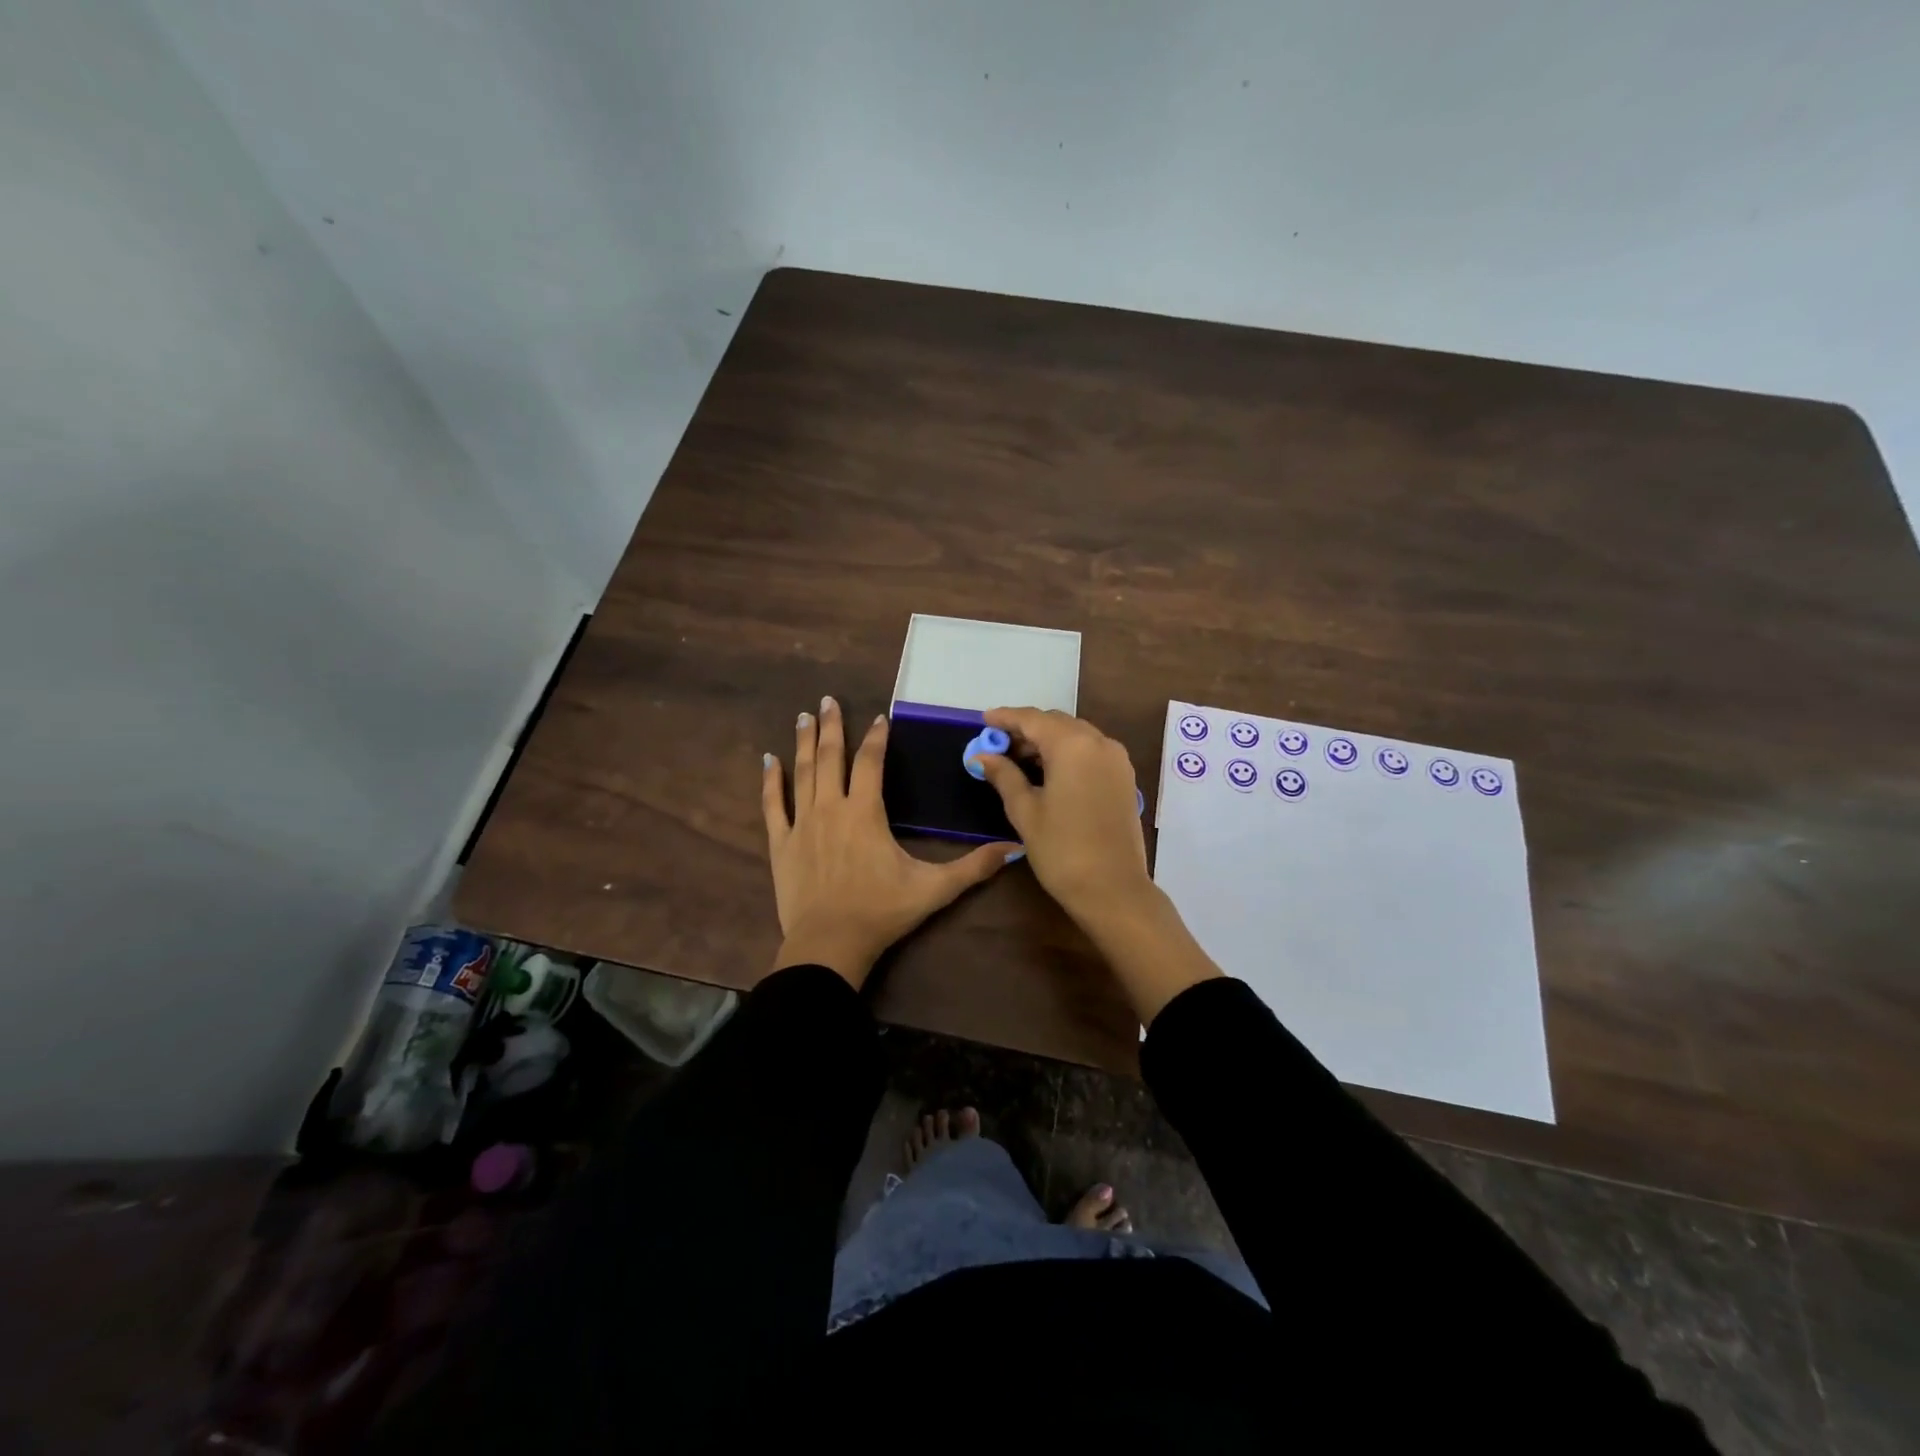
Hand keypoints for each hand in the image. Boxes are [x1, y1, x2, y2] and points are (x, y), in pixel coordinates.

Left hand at [762, 697, 1018, 988]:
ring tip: (804, 717)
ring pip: (803, 773)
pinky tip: (769, 760)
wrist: (830, 944)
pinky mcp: (781, 844)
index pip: (871, 762)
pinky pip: (773, 805)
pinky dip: (771, 781)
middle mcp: (831, 808)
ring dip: (805, 743)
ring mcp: (802, 824)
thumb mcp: (934, 889)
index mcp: (865, 812)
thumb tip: (1012, 848)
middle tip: (827, 700)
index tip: (880, 719)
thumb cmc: (882, 912)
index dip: (877, 738)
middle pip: (831, 757)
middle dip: (832, 726)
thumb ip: (973, 867)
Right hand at [970, 708, 1151, 927]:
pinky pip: (1091, 751)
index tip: (984, 720)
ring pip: (1075, 736)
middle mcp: (1099, 743)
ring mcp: (1116, 760)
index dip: (1006, 718)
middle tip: (998, 745)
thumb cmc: (1062, 850)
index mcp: (1072, 746)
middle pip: (1056, 723)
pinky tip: (1048, 772)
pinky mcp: (1124, 777)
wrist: (1113, 889)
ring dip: (1047, 741)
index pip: (1033, 719)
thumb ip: (1004, 776)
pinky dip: (1067, 753)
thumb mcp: (1025, 812)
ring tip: (1018, 760)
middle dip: (1026, 729)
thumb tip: (983, 756)